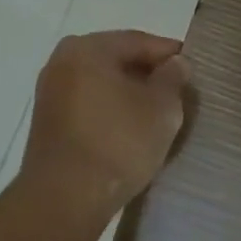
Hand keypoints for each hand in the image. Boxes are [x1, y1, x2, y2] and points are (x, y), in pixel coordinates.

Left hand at [20, 31, 192, 212]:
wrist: (64, 199)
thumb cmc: (118, 143)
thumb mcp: (162, 108)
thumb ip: (173, 78)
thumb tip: (175, 63)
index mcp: (87, 48)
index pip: (138, 41)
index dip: (169, 53)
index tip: (193, 68)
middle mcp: (62, 61)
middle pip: (117, 60)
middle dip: (148, 74)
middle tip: (178, 91)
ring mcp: (50, 92)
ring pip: (101, 83)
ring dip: (128, 94)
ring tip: (157, 113)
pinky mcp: (47, 122)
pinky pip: (88, 104)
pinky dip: (110, 110)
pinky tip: (129, 129)